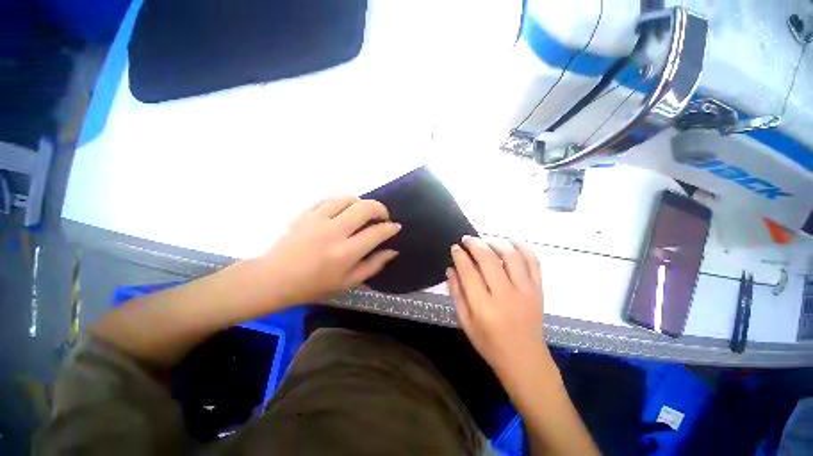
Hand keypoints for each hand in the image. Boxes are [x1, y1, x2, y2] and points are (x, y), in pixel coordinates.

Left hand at [258, 195, 400, 305]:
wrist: (273, 278)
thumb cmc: (313, 285)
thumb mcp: (348, 282)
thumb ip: (373, 265)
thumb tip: (392, 251)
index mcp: (346, 252)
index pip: (377, 232)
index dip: (390, 228)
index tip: (395, 227)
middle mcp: (334, 231)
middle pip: (365, 208)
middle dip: (380, 209)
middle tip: (382, 217)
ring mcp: (317, 219)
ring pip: (347, 198)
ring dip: (361, 202)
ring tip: (362, 212)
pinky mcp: (305, 213)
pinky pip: (328, 199)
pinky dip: (341, 201)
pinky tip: (342, 210)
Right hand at [447, 236, 548, 379]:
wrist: (524, 359)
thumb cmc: (489, 343)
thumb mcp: (465, 322)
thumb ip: (456, 293)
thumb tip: (450, 269)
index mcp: (484, 307)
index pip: (469, 272)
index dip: (460, 256)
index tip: (455, 247)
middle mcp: (506, 295)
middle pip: (489, 259)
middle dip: (475, 244)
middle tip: (467, 239)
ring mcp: (526, 291)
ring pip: (511, 255)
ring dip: (496, 242)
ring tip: (485, 240)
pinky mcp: (538, 289)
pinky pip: (533, 261)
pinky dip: (522, 246)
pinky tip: (510, 241)